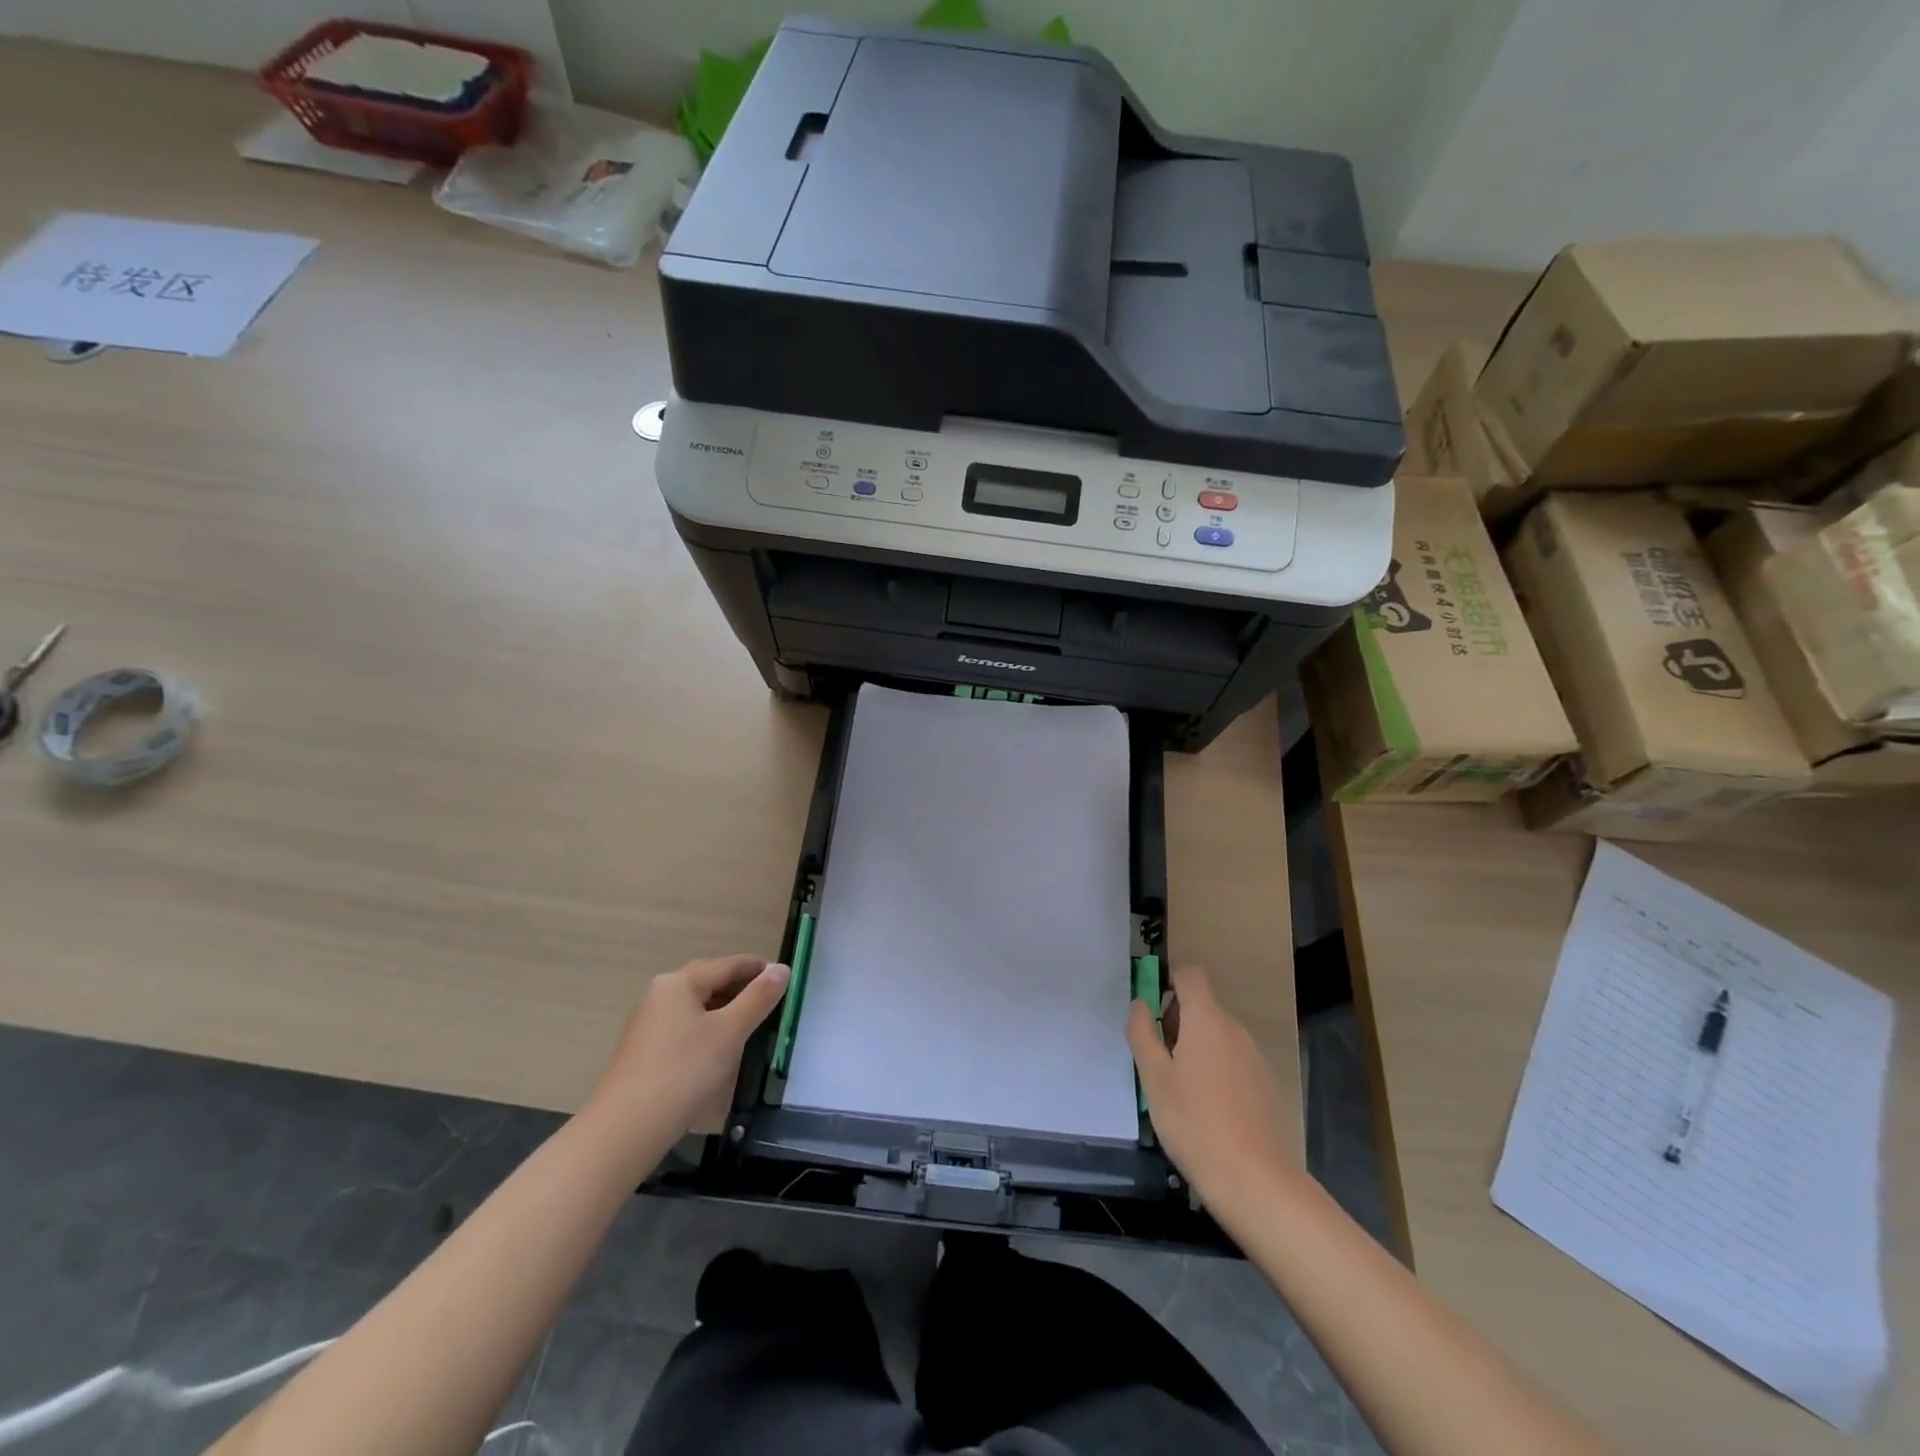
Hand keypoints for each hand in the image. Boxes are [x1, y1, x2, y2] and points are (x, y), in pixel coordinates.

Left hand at [587, 955, 789, 1145]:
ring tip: (753, 1029)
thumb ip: (758, 998)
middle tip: (774, 1005)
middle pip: (710, 983)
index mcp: (679, 982)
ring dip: (726, 1014)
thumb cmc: (683, 1071)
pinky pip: (684, 1031)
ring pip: (697, 1009)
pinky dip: (708, 1033)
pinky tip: (721, 1054)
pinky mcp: (644, 1053)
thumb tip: (782, 968)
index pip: (728, 964)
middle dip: (743, 991)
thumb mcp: (729, 1032)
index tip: (786, 979)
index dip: (759, 969)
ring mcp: (648, 1025)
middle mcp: (660, 995)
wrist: (625, 1131)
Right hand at [1128, 964, 1294, 1212]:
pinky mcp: (1265, 1086)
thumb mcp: (1154, 1077)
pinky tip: (1205, 1110)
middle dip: (1175, 1023)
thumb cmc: (1194, 1122)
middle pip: (1202, 1007)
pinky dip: (1214, 1071)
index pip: (1190, 975)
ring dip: (1194, 1048)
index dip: (1168, 982)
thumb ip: (1142, 1033)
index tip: (1151, 1013)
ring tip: (1178, 1090)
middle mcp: (1235, 1030)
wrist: (1255, 1180)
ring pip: (1217, 1036)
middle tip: (1157, 1061)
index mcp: (1207, 1020)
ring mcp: (1254, 1058)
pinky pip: (1232, 1061)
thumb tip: (1140, 1004)